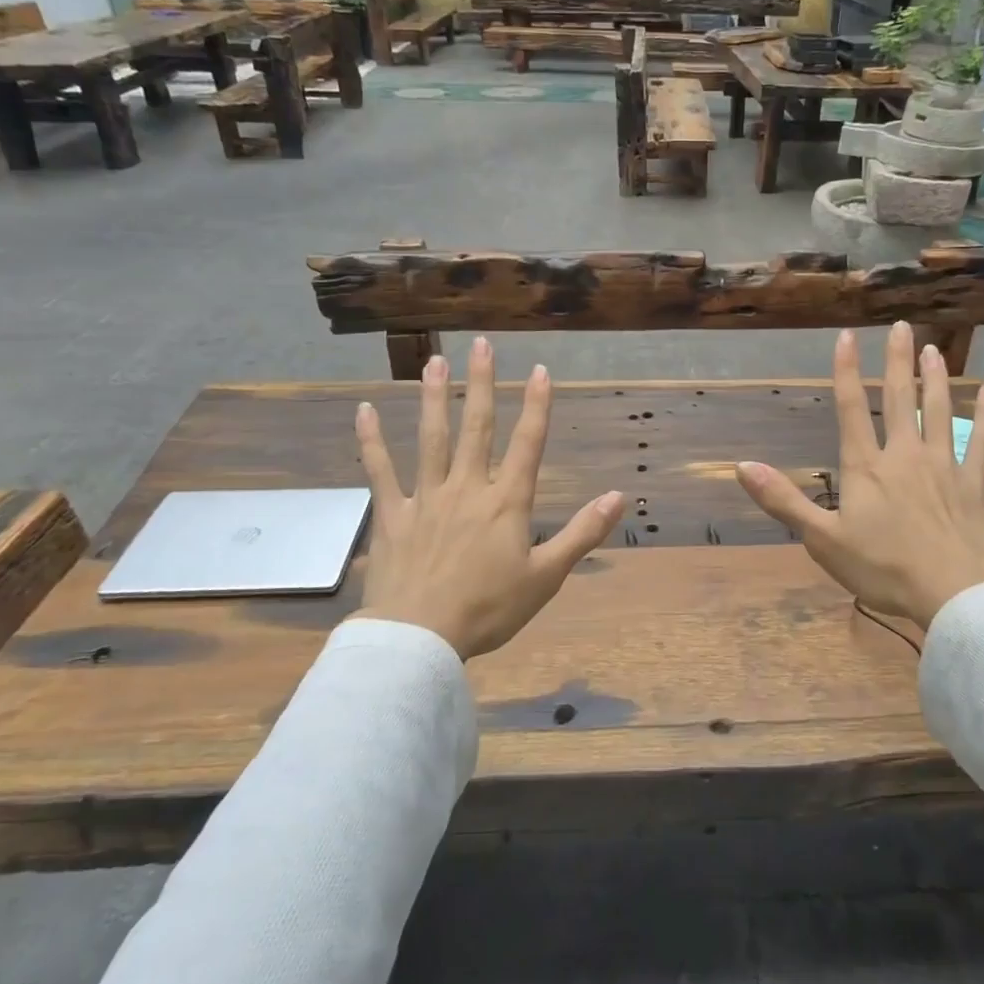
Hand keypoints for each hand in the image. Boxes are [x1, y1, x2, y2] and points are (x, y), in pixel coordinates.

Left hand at [353, 337, 623, 659]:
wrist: (420, 638)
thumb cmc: (489, 609)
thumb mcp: (547, 576)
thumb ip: (583, 533)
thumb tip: (619, 496)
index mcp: (506, 502)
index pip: (528, 443)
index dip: (537, 405)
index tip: (540, 370)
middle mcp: (467, 488)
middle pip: (476, 427)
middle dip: (482, 384)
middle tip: (482, 345)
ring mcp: (425, 498)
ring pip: (431, 438)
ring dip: (434, 398)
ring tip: (434, 361)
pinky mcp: (391, 515)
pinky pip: (380, 471)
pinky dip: (371, 441)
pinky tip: (365, 410)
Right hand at [735, 321, 983, 636]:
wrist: (952, 592)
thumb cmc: (882, 567)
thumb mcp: (821, 539)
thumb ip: (783, 500)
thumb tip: (741, 466)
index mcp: (866, 466)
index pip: (851, 408)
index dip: (847, 370)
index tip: (847, 336)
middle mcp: (904, 454)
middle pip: (900, 398)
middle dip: (897, 360)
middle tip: (901, 326)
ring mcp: (943, 464)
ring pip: (940, 410)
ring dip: (936, 378)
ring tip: (933, 349)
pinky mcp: (975, 481)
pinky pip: (983, 440)